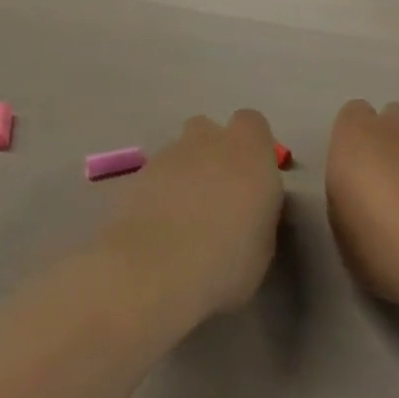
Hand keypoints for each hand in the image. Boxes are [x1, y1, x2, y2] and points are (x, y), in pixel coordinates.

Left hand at [100, 110, 283, 326]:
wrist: (153, 273)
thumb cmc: (226, 262)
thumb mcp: (264, 244)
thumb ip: (258, 211)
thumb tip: (248, 209)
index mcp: (248, 152)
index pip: (252, 124)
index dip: (253, 147)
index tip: (254, 179)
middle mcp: (207, 142)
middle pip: (208, 130)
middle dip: (212, 153)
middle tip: (217, 195)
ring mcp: (166, 157)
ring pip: (178, 153)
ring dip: (184, 174)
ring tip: (184, 219)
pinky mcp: (135, 177)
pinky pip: (154, 176)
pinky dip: (158, 193)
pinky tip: (158, 228)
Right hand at [325, 100, 398, 316]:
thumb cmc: (378, 243)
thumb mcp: (341, 225)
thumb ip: (348, 194)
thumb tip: (360, 194)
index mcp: (357, 137)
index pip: (354, 114)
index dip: (356, 138)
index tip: (356, 170)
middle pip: (394, 118)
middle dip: (392, 142)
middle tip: (390, 187)